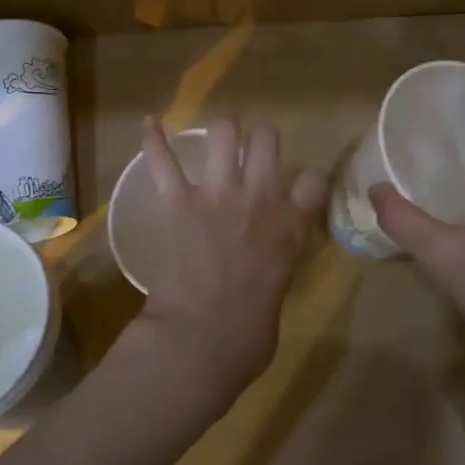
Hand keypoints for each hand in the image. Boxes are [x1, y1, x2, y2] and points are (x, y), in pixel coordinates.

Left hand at [131, 117, 326, 405]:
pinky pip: (164, 161)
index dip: (308, 178)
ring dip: (222, 132)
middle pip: (267, 139)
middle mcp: (260, 200)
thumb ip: (275, 267)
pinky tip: (149, 122)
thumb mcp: (278, 296)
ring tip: (218, 137)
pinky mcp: (178, 201)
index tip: (301, 184)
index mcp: (291, 228)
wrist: (200, 342)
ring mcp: (218, 195)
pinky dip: (154, 140)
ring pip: (225, 133)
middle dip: (260, 140)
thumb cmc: (246, 338)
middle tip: (251, 153)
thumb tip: (262, 271)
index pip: (314, 180)